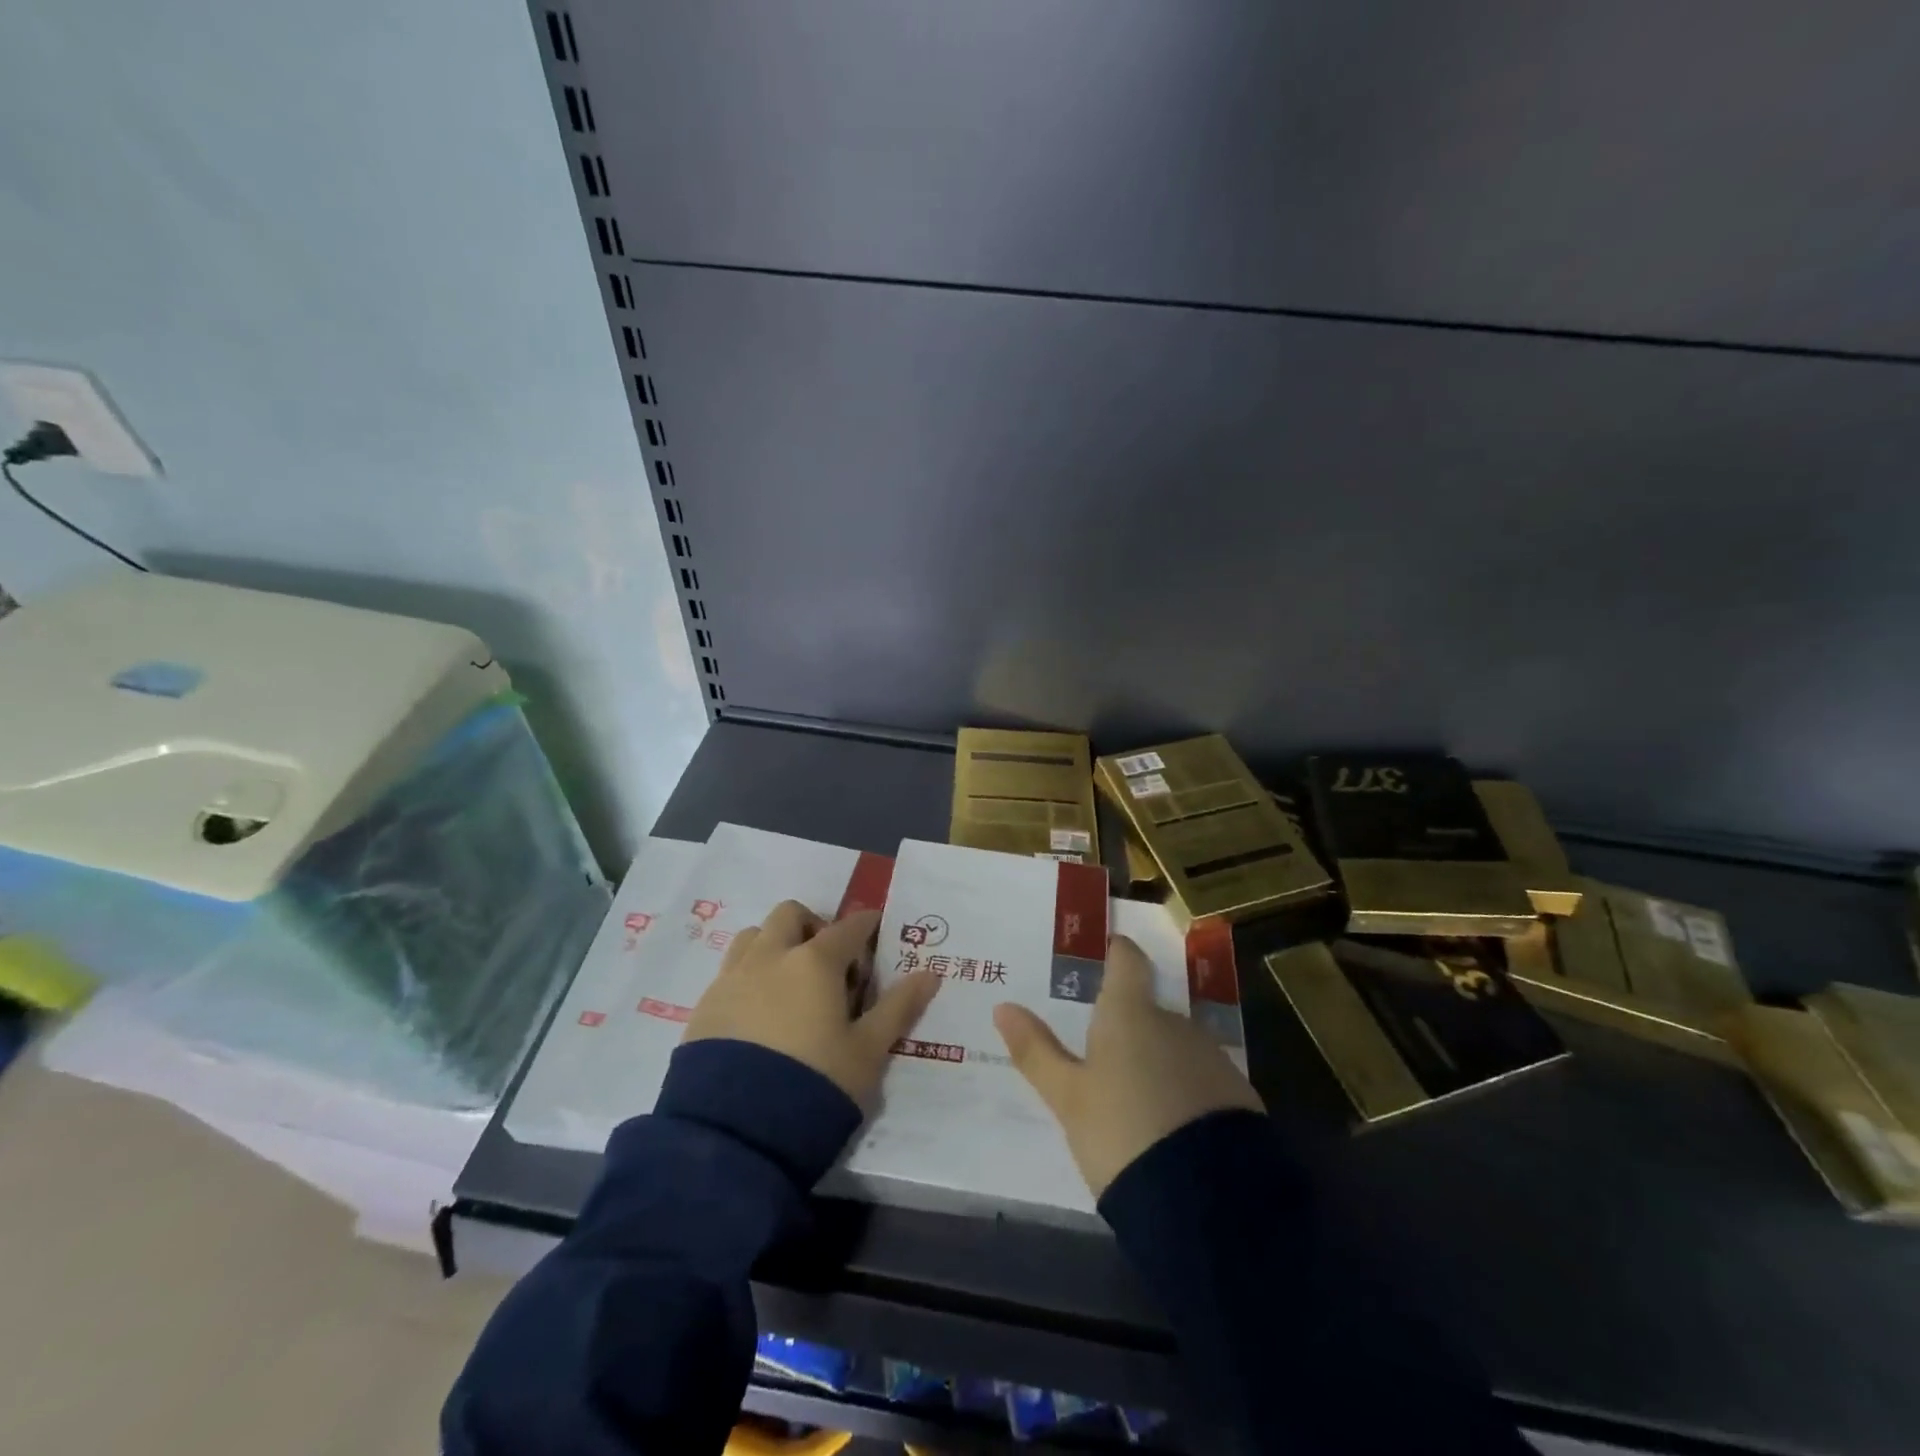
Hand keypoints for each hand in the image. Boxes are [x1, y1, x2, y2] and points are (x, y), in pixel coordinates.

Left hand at [684, 901, 940, 1107]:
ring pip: (753, 937)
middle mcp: (771, 957)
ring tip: (788, 985)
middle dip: (813, 926)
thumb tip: (929, 974)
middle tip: (828, 963)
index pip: (848, 927)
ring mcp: (732, 979)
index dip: (866, 927)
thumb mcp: (868, 1052)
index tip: (875, 936)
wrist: (734, 1134)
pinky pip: (729, 973)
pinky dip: (749, 978)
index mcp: (815, 962)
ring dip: (775, 946)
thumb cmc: (816, 1085)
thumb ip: (898, 1007)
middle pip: (791, 915)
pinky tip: (758, 1016)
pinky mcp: (703, 1008)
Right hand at [994, 934, 1262, 1197]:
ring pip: (1176, 1048)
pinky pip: (1201, 1082)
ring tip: (1136, 1105)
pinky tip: (1172, 1130)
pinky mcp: (1238, 1096)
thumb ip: (1036, 1051)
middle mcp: (1175, 1023)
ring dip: (1158, 1064)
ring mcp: (1211, 1058)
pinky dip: (1184, 1093)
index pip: (1127, 962)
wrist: (1210, 1200)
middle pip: (1149, 1011)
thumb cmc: (1122, 1132)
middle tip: (1104, 1058)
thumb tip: (1002, 1007)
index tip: (1111, 949)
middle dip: (1129, 1028)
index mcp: (1129, 1014)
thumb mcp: (1068, 1098)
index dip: (1119, 953)